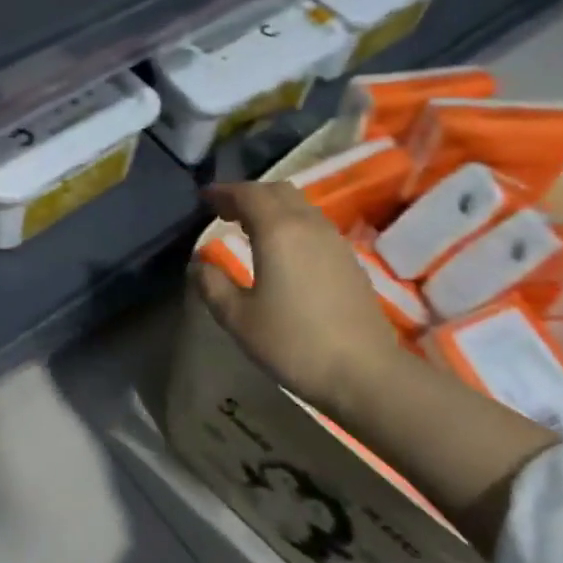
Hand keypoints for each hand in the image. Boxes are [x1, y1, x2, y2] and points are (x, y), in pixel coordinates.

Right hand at [193, 182, 403, 414]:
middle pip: (277, 191)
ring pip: (300, 205)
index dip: (223, 192)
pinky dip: (291, 222)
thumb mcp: (238, 318)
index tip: (204, 198)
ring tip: (250, 227)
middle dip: (248, 194)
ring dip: (272, 207)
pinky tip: (282, 249)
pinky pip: (314, 223)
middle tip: (225, 211)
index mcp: (278, 231)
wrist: (364, 371)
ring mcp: (334, 240)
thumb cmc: (293, 342)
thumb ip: (212, 284)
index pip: (248, 194)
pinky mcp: (349, 258)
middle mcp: (308, 225)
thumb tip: (198, 263)